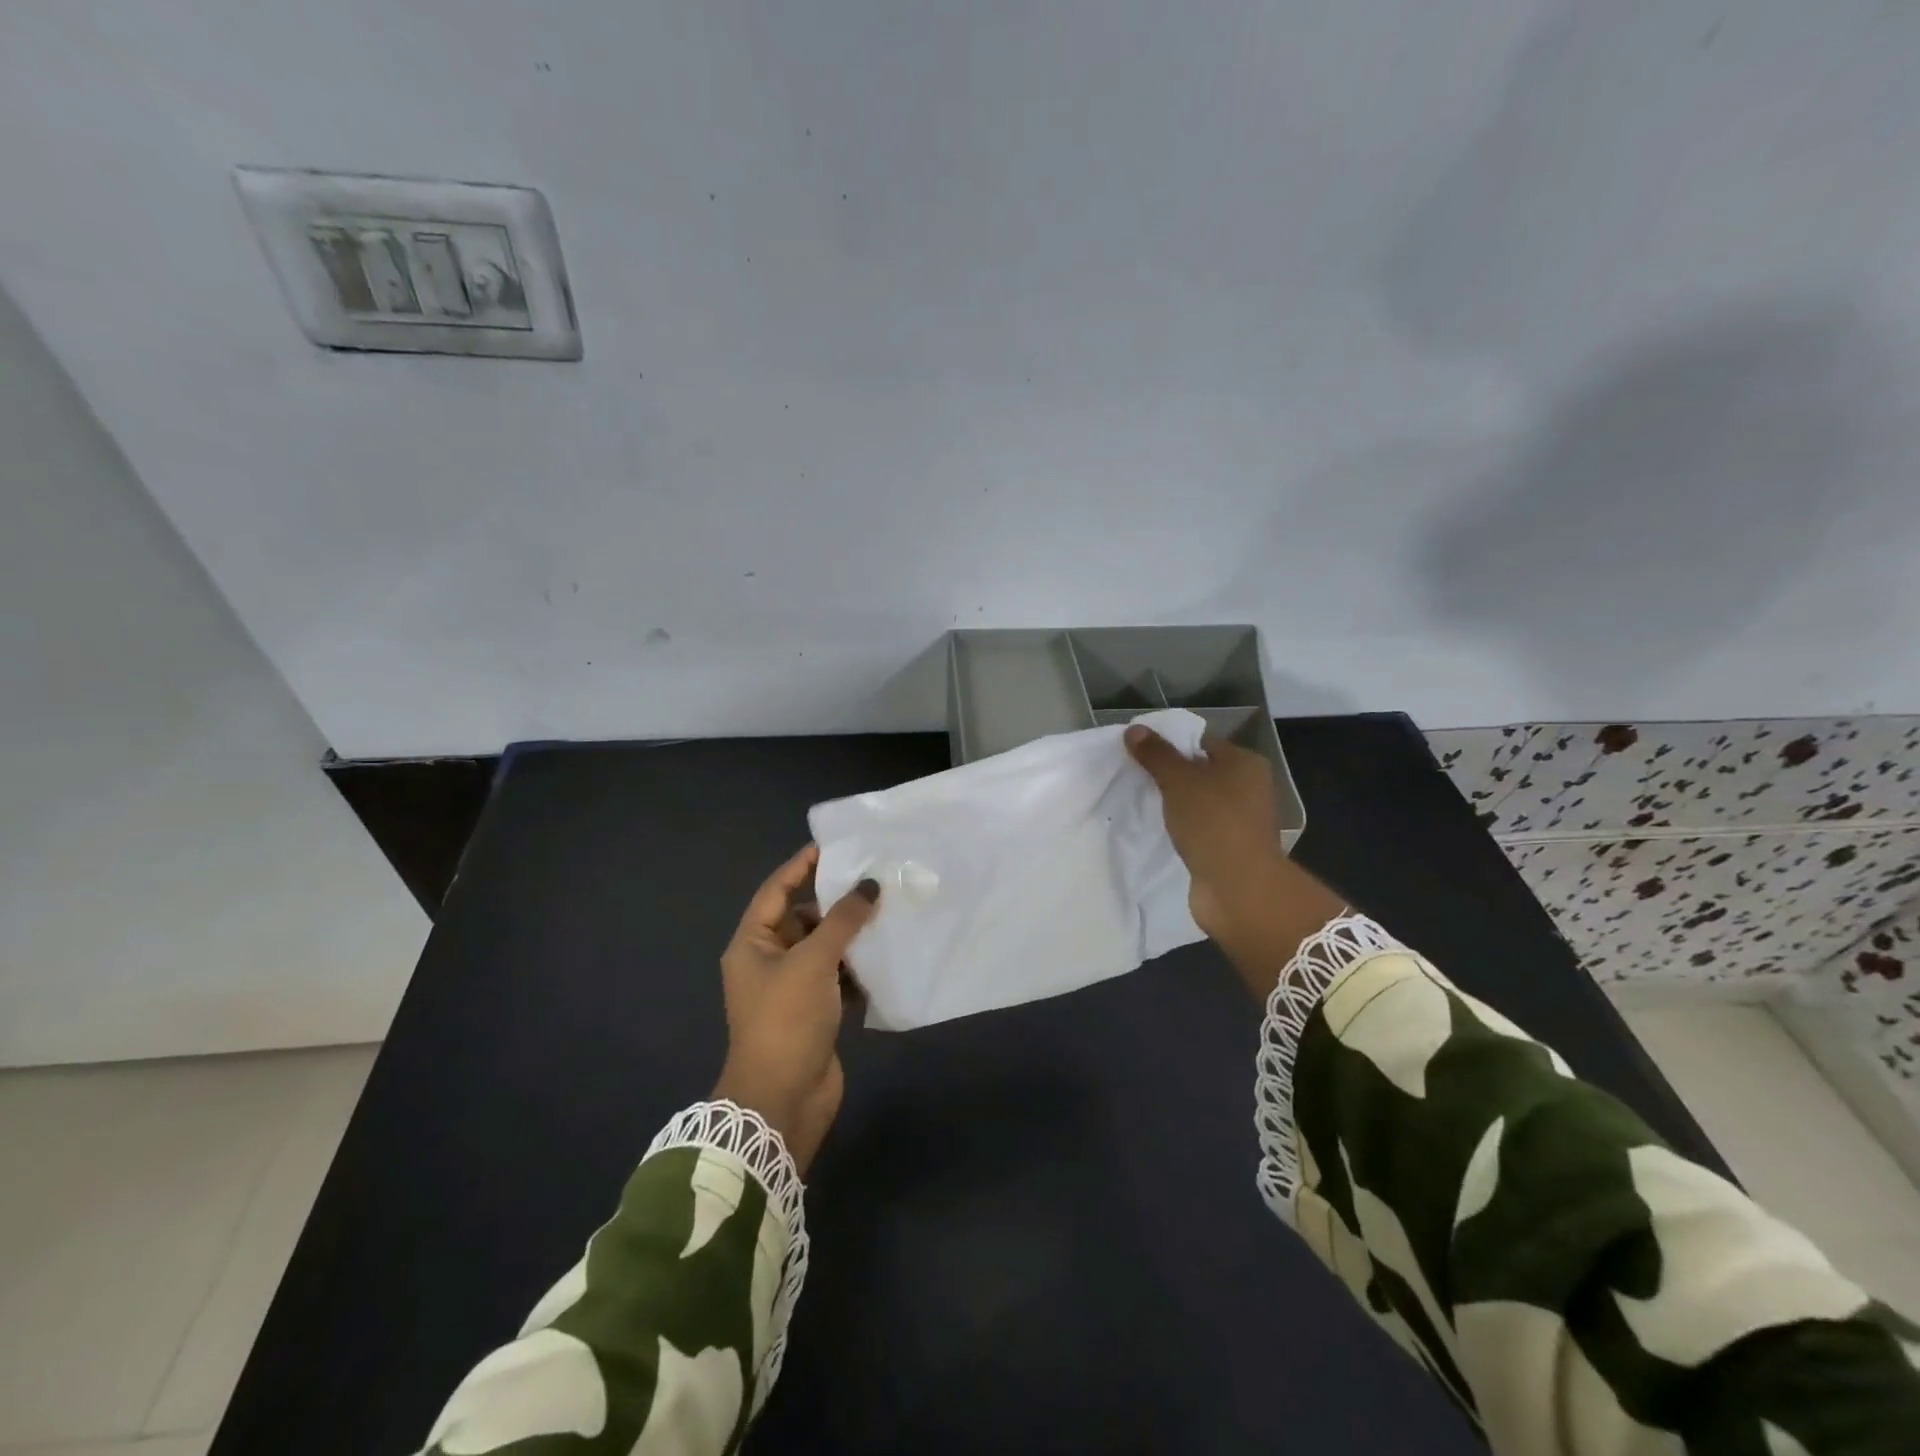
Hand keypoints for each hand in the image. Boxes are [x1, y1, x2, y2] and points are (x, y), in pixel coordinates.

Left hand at [713, 844, 879, 1174]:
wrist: (782, 1100)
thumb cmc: (786, 1020)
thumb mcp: (813, 962)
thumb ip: (842, 920)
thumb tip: (869, 885)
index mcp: (753, 944)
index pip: (776, 891)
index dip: (801, 866)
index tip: (833, 847)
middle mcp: (769, 962)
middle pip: (804, 919)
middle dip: (836, 904)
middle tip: (873, 881)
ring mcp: (792, 989)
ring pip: (824, 949)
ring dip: (851, 937)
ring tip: (888, 914)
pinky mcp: (815, 1012)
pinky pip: (838, 978)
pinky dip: (858, 969)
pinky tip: (886, 957)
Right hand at [1124, 728, 1284, 938]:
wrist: (1238, 888)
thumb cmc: (1213, 823)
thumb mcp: (1179, 781)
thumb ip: (1156, 755)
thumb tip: (1134, 729)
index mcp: (1245, 763)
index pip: (1202, 742)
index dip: (1170, 744)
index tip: (1138, 752)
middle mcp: (1248, 787)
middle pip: (1200, 771)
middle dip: (1169, 774)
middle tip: (1134, 776)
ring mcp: (1239, 820)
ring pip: (1197, 802)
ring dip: (1173, 804)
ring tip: (1140, 801)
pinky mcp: (1228, 847)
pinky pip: (1198, 827)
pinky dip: (1180, 827)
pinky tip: (1157, 829)